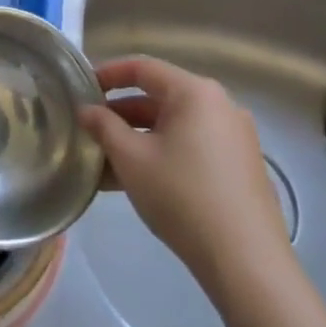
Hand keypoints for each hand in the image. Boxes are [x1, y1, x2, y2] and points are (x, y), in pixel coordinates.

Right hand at [80, 56, 290, 298]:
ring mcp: (234, 136)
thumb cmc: (181, 196)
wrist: (245, 259)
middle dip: (120, 113)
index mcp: (195, 93)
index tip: (80, 89)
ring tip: (105, 161)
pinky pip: (191, 146)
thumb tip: (87, 110)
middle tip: (89, 130)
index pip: (142, 67)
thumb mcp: (131, 158)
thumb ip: (104, 127)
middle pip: (159, 97)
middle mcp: (220, 105)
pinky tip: (137, 181)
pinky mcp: (240, 165)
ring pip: (174, 126)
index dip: (107, 74)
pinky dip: (162, 153)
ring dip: (137, 138)